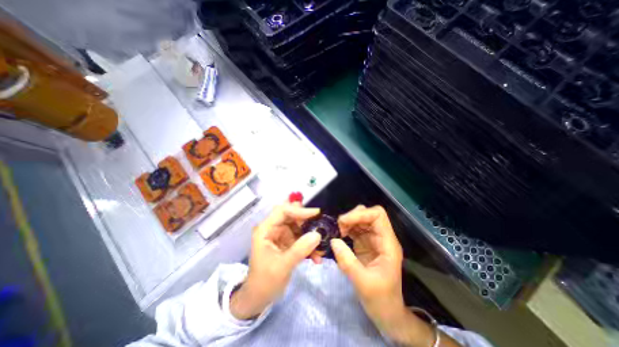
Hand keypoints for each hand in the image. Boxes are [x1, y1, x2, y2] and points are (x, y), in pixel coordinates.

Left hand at [230, 203, 321, 319]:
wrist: (259, 298)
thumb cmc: (264, 282)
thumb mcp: (282, 266)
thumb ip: (300, 250)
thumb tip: (318, 234)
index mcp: (266, 229)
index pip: (282, 211)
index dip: (299, 210)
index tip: (316, 213)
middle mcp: (273, 229)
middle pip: (292, 217)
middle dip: (307, 221)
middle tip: (322, 225)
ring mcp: (281, 235)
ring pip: (299, 227)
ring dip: (311, 235)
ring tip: (322, 244)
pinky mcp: (288, 243)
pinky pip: (301, 238)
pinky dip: (309, 245)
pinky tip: (316, 257)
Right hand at [332, 206, 404, 330]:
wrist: (387, 313)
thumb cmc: (381, 300)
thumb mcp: (363, 283)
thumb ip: (347, 261)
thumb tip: (333, 240)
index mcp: (388, 244)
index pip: (378, 215)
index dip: (361, 214)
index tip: (344, 222)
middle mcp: (382, 238)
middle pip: (369, 214)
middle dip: (352, 216)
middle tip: (339, 227)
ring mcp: (373, 240)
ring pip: (361, 219)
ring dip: (348, 221)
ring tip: (338, 231)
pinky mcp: (365, 244)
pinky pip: (356, 229)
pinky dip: (347, 228)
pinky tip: (339, 235)